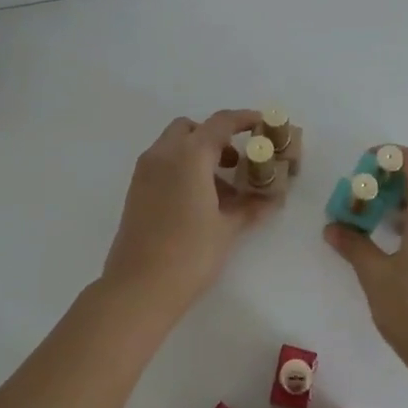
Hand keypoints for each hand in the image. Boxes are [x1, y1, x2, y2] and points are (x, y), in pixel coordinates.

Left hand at [102, 110, 276, 321]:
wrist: (138, 287)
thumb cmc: (189, 254)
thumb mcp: (227, 229)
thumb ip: (250, 207)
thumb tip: (271, 199)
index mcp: (189, 155)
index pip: (220, 123)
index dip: (243, 119)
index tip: (261, 123)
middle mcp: (163, 154)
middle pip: (191, 129)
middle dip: (215, 137)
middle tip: (236, 162)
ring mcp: (145, 171)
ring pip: (174, 146)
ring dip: (198, 154)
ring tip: (221, 189)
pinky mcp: (136, 190)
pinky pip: (162, 164)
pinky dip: (182, 168)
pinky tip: (198, 201)